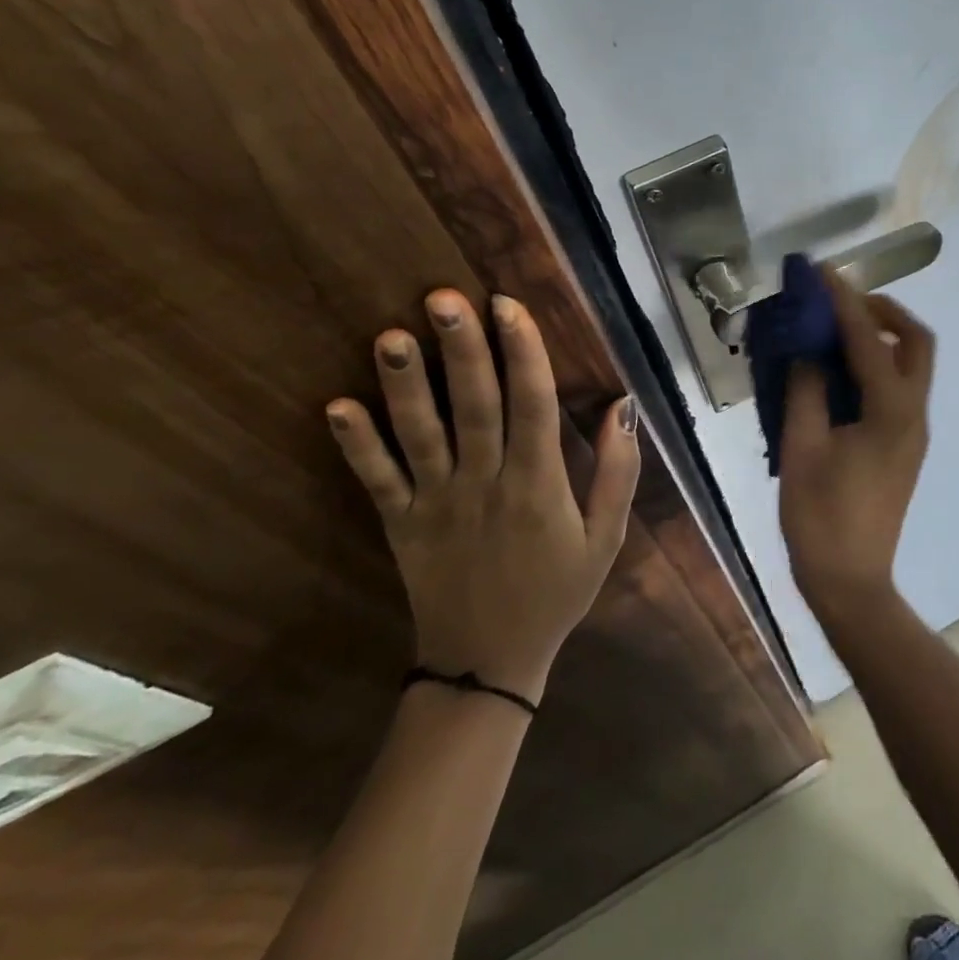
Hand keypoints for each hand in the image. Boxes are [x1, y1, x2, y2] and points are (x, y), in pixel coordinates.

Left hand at [325, 289, 639, 701]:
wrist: (489, 662)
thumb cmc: (556, 591)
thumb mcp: (607, 537)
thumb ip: (619, 471)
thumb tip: (622, 405)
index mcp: (539, 485)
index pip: (533, 406)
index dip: (523, 353)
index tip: (508, 306)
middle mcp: (485, 484)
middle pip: (474, 407)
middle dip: (461, 349)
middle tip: (444, 297)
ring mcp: (436, 504)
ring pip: (420, 435)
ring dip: (404, 385)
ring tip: (391, 336)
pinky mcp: (400, 524)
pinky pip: (376, 481)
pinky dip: (355, 445)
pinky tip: (336, 406)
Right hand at [778, 268, 935, 623]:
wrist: (851, 581)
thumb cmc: (821, 518)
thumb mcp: (803, 449)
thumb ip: (806, 391)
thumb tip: (807, 351)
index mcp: (891, 413)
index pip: (870, 340)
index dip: (845, 302)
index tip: (824, 273)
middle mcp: (914, 415)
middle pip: (917, 343)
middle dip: (884, 311)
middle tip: (843, 302)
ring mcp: (913, 432)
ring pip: (913, 364)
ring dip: (882, 336)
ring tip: (836, 328)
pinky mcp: (904, 445)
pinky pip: (899, 387)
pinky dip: (877, 364)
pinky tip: (840, 371)